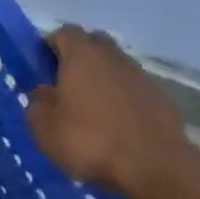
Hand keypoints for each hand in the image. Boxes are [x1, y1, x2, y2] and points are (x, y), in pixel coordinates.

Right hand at [25, 26, 196, 198]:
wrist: (153, 165)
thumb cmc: (89, 141)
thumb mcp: (44, 128)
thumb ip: (37, 104)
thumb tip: (43, 93)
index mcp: (81, 56)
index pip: (64, 33)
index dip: (51, 45)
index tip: (41, 66)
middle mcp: (113, 57)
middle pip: (94, 43)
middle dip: (78, 57)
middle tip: (65, 83)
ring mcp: (141, 76)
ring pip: (115, 66)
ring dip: (102, 79)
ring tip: (90, 108)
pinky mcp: (161, 98)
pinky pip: (134, 89)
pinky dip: (122, 99)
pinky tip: (116, 124)